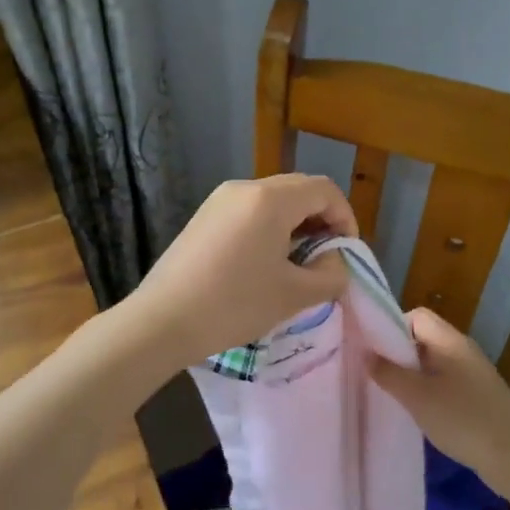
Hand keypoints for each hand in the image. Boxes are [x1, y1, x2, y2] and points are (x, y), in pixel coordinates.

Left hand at [127, 174, 356, 366]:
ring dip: (296, 224)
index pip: (325, 190)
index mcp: (271, 199)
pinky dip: (269, 228)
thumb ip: (330, 275)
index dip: (345, 218)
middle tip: (326, 258)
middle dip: (322, 220)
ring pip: (274, 200)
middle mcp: (245, 187)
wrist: (162, 321)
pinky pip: (249, 210)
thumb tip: (336, 262)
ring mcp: (220, 200)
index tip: (346, 253)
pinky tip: (265, 263)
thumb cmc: (234, 305)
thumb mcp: (294, 295)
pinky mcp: (204, 216)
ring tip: (297, 264)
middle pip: (300, 190)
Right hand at [370, 307, 509, 495]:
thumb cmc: (464, 420)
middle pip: (423, 338)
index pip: (416, 316)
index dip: (391, 327)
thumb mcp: (418, 397)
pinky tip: (418, 411)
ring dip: (411, 374)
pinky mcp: (478, 396)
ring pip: (433, 362)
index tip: (371, 351)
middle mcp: (463, 350)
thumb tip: (365, 353)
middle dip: (398, 353)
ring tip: (391, 394)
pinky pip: (445, 382)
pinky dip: (428, 390)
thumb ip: (389, 373)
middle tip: (375, 374)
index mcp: (451, 341)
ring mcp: (473, 374)